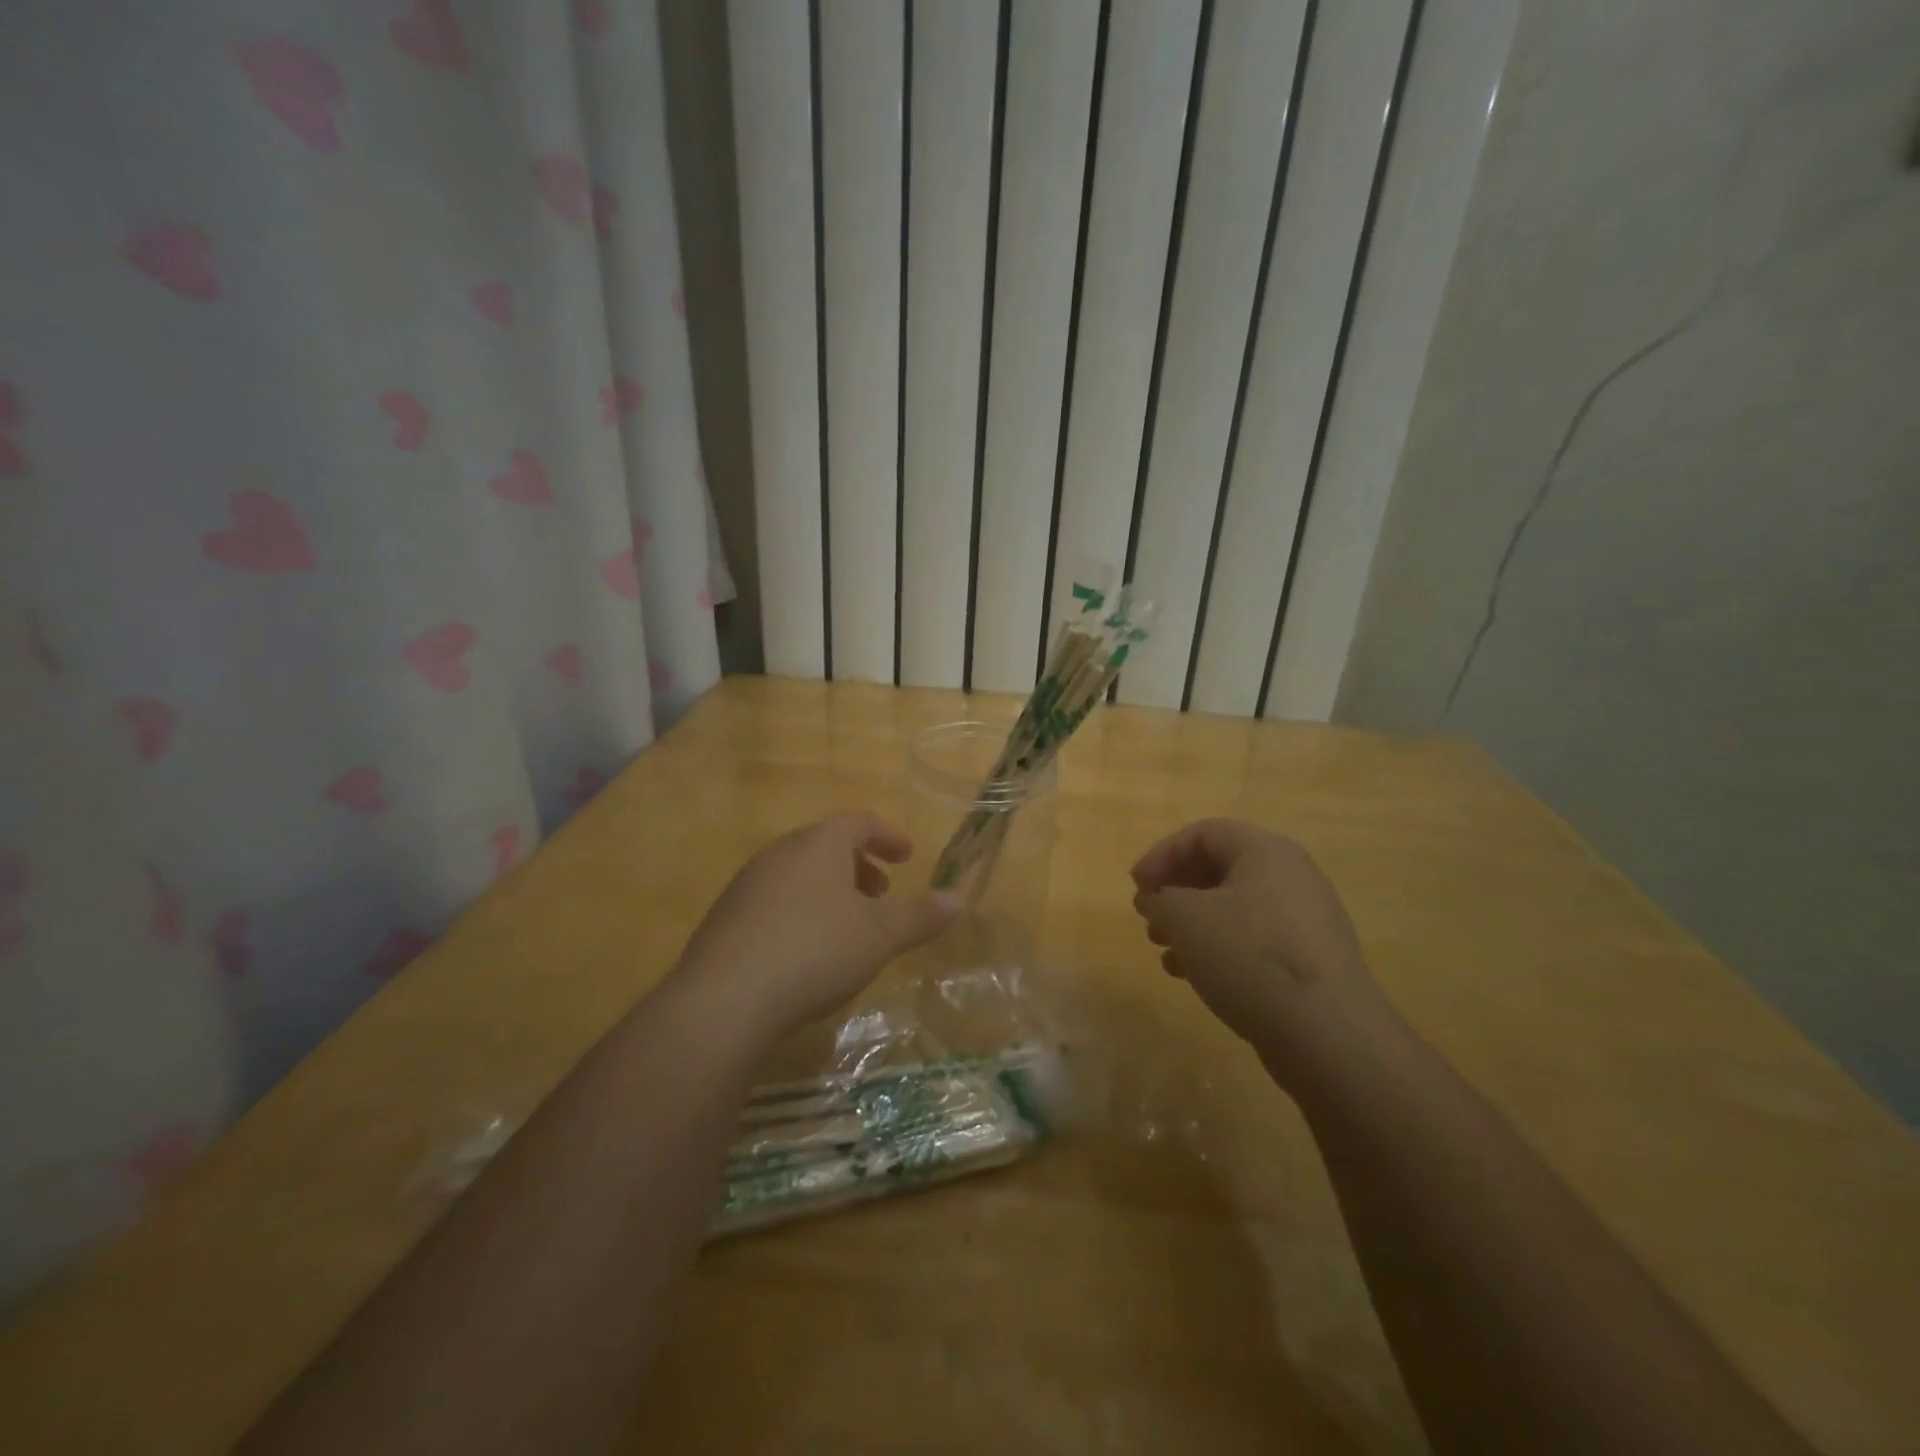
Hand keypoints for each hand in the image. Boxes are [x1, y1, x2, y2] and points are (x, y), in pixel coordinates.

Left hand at [675, 812, 961, 1037]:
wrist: (724, 1000)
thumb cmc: (814, 950)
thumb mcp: (879, 935)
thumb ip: (920, 916)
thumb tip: (958, 899)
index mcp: (818, 844)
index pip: (858, 822)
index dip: (887, 835)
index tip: (907, 856)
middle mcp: (780, 853)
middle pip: (825, 846)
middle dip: (858, 866)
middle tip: (881, 894)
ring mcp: (747, 885)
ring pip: (798, 874)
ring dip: (829, 891)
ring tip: (848, 926)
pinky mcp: (725, 920)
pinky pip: (774, 902)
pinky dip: (800, 912)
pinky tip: (806, 953)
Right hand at [1131, 819, 1390, 1077]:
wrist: (1328, 1035)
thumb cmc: (1249, 957)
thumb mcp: (1185, 918)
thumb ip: (1159, 900)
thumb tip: (1157, 901)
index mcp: (1265, 851)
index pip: (1202, 833)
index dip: (1161, 855)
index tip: (1136, 889)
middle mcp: (1291, 876)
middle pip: (1219, 868)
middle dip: (1176, 892)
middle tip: (1149, 919)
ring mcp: (1305, 920)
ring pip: (1234, 908)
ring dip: (1192, 924)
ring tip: (1165, 952)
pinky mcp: (1310, 960)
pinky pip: (1253, 940)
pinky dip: (1218, 949)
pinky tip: (1194, 977)